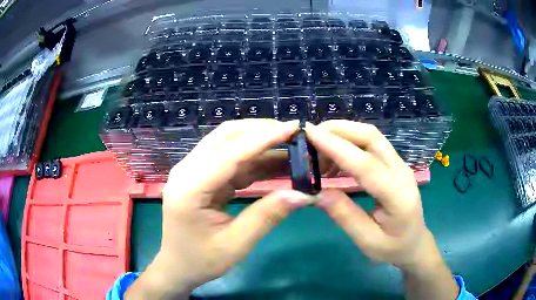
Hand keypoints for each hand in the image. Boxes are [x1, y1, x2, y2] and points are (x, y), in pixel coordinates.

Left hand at [125, 119, 313, 299]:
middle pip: (225, 137)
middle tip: (294, 134)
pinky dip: (254, 158)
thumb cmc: (201, 260)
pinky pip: (230, 159)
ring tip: (291, 145)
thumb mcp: (236, 244)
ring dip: (259, 142)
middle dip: (261, 131)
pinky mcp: (201, 176)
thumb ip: (267, 216)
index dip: (264, 138)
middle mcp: (187, 171)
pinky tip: (276, 161)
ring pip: (228, 143)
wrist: (177, 266)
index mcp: (189, 188)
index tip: (294, 128)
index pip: (230, 153)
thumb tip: (303, 194)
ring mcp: (193, 171)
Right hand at [306, 120, 457, 298]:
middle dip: (339, 129)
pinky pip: (371, 144)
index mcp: (398, 195)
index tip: (309, 134)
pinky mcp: (394, 163)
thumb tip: (316, 192)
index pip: (366, 164)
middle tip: (310, 135)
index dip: (336, 146)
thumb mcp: (367, 241)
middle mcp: (401, 171)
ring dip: (343, 133)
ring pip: (371, 135)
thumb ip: (345, 216)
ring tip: (318, 148)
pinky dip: (349, 142)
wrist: (415, 242)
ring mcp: (399, 164)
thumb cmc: (392, 247)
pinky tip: (334, 157)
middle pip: (371, 137)